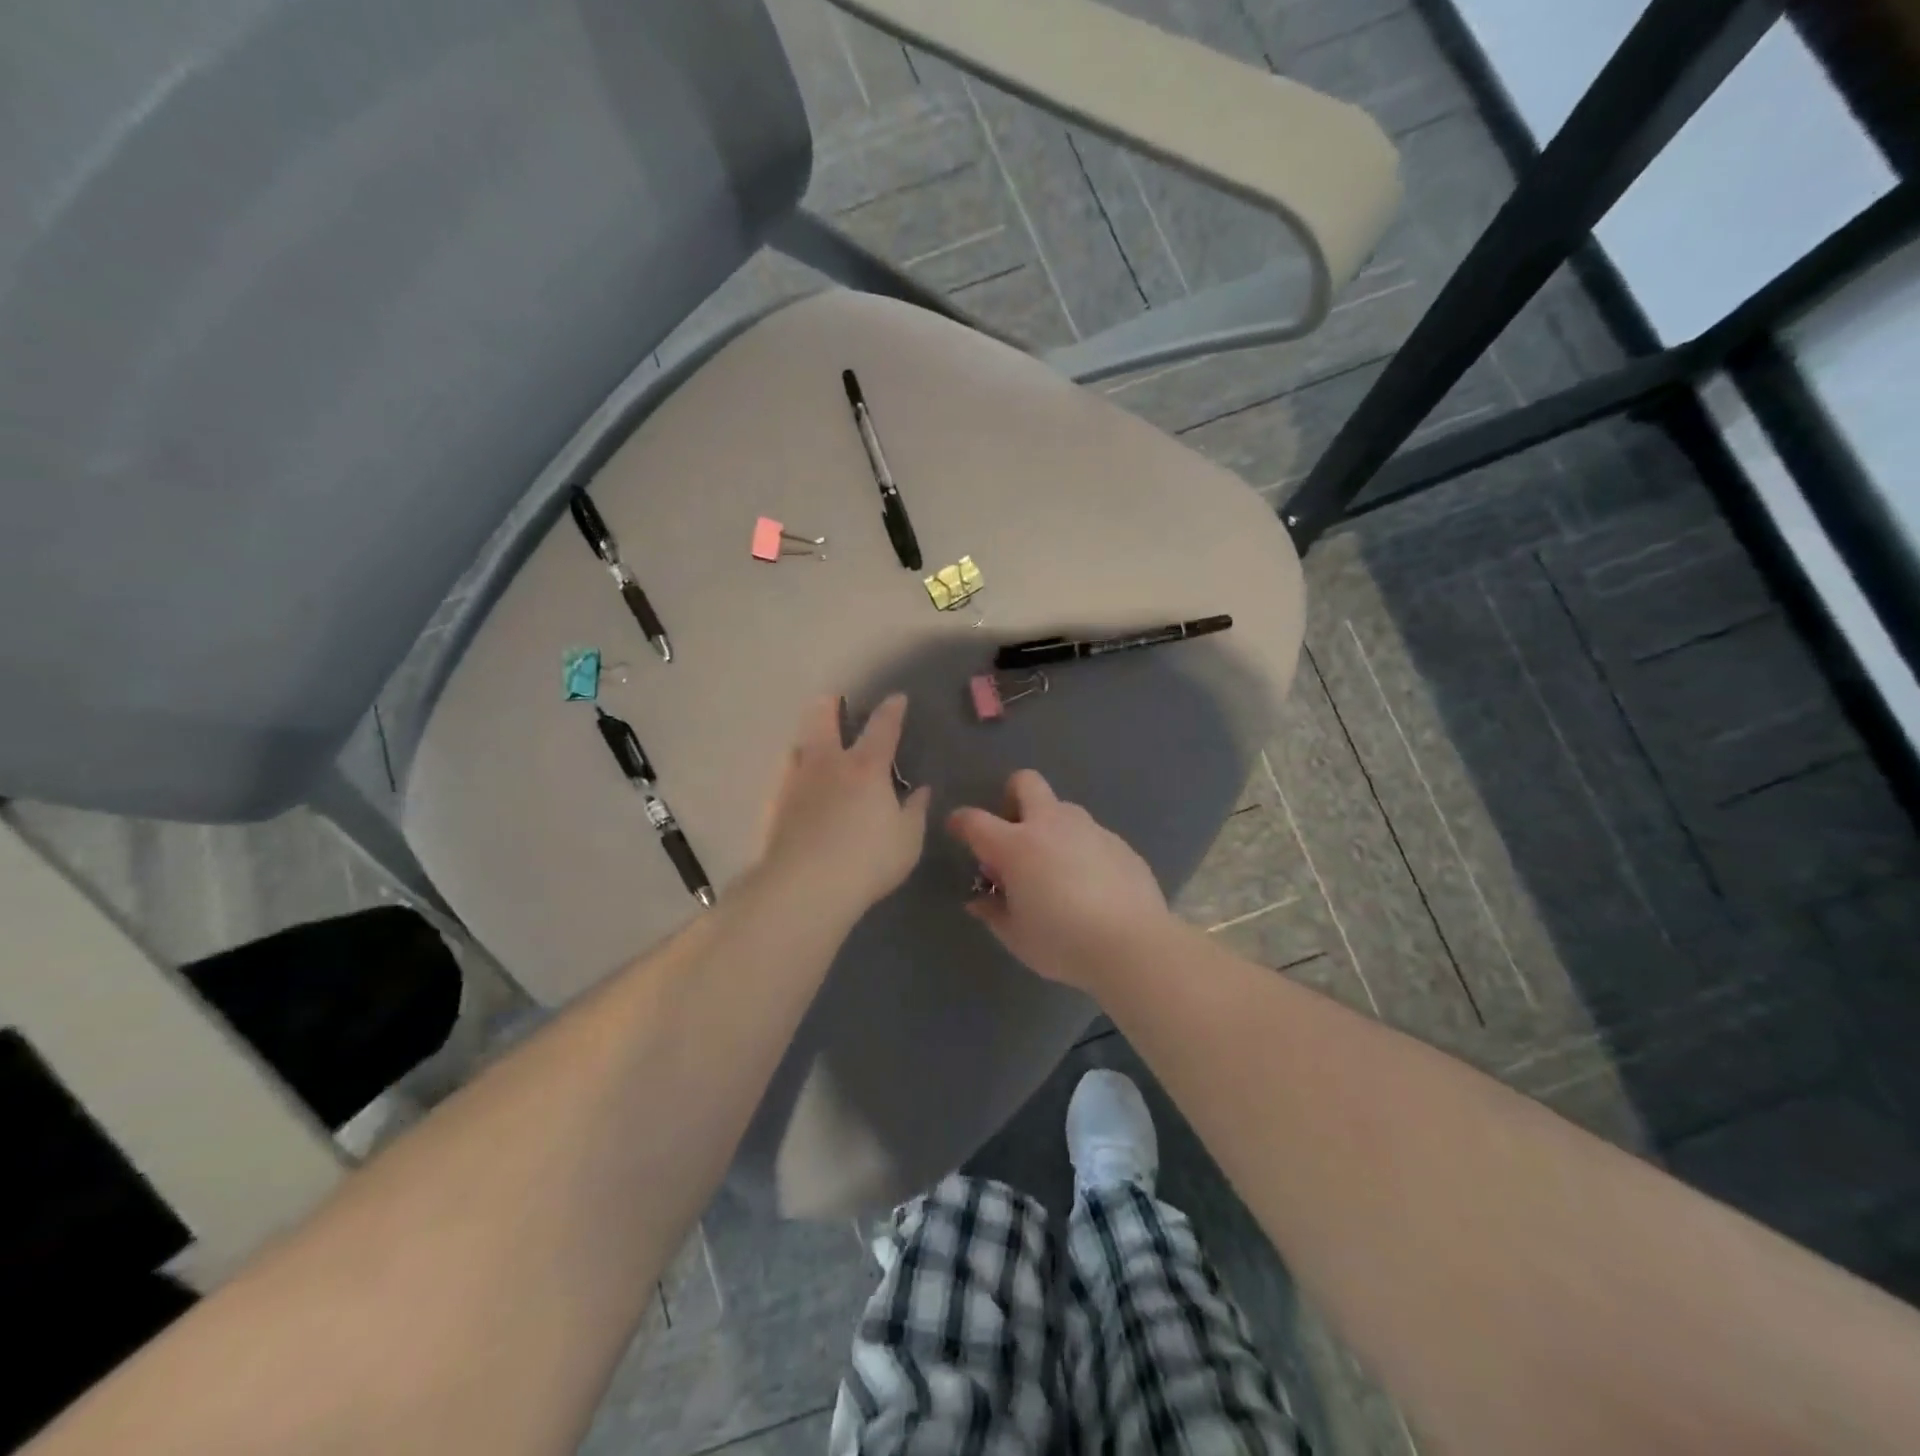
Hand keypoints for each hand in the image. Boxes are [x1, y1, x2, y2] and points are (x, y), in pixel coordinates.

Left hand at [759, 694, 930, 918]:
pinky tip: (797, 788)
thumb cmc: (868, 860)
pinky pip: (784, 777)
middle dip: (829, 705)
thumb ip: (914, 811)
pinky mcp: (773, 806)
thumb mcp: (907, 839)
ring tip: (813, 745)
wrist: (804, 886)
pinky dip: (794, 773)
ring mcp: (795, 783)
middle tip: (833, 700)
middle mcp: (828, 764)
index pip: (882, 727)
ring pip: (797, 746)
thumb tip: (921, 790)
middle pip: (822, 719)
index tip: (897, 699)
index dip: (892, 710)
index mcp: (866, 767)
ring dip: (807, 739)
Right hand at [947, 770, 1168, 991]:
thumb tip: (979, 900)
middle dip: (1012, 796)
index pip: (975, 820)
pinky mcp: (1119, 843)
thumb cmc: (1063, 942)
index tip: (957, 830)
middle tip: (1013, 832)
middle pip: (1025, 783)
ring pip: (1062, 809)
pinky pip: (1090, 835)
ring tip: (1055, 868)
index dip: (960, 821)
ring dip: (1050, 827)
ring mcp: (1089, 829)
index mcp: (1016, 846)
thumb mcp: (1016, 937)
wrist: (1133, 945)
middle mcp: (1050, 825)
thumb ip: (993, 913)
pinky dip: (1081, 850)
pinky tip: (1090, 884)